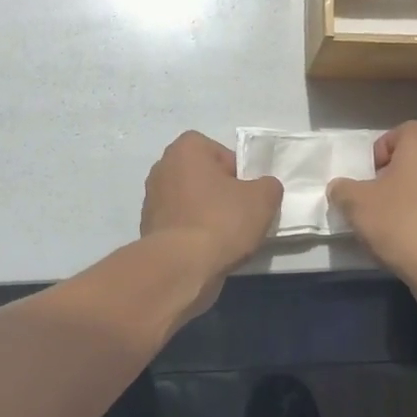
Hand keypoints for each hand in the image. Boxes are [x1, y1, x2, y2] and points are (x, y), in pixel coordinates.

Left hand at [141, 132, 281, 302]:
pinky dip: (191, 233)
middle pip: (202, 176)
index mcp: (185, 149)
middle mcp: (162, 167)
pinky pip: (179, 224)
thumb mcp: (263, 199)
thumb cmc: (221, 221)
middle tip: (240, 214)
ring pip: (190, 201)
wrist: (180, 267)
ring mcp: (151, 199)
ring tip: (225, 236)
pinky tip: (207, 250)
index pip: (219, 152)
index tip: (247, 193)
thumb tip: (263, 188)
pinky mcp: (148, 228)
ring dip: (206, 214)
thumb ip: (268, 185)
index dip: (237, 172)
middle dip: (220, 192)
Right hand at [328, 122, 416, 293]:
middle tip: (374, 199)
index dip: (386, 145)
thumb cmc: (399, 225)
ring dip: (407, 198)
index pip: (407, 129)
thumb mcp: (355, 204)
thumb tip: (341, 188)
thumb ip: (342, 189)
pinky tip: (406, 242)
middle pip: (416, 159)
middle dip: (392, 175)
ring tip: (387, 224)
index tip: (372, 171)